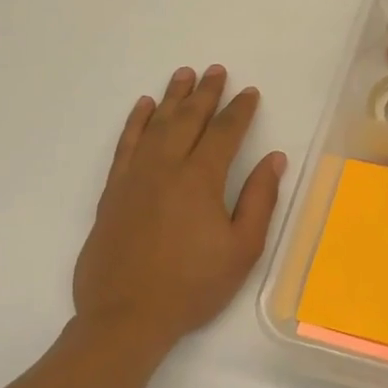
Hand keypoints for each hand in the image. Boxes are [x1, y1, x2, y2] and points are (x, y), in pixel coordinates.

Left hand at [70, 66, 286, 357]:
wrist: (126, 316)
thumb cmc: (193, 286)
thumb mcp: (242, 249)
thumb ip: (259, 200)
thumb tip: (274, 159)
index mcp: (201, 179)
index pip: (225, 133)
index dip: (239, 110)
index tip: (249, 93)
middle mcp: (166, 168)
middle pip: (187, 119)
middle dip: (205, 93)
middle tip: (216, 71)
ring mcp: (135, 177)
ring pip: (155, 125)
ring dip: (171, 97)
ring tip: (183, 75)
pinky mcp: (113, 191)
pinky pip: (125, 145)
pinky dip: (135, 122)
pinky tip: (142, 108)